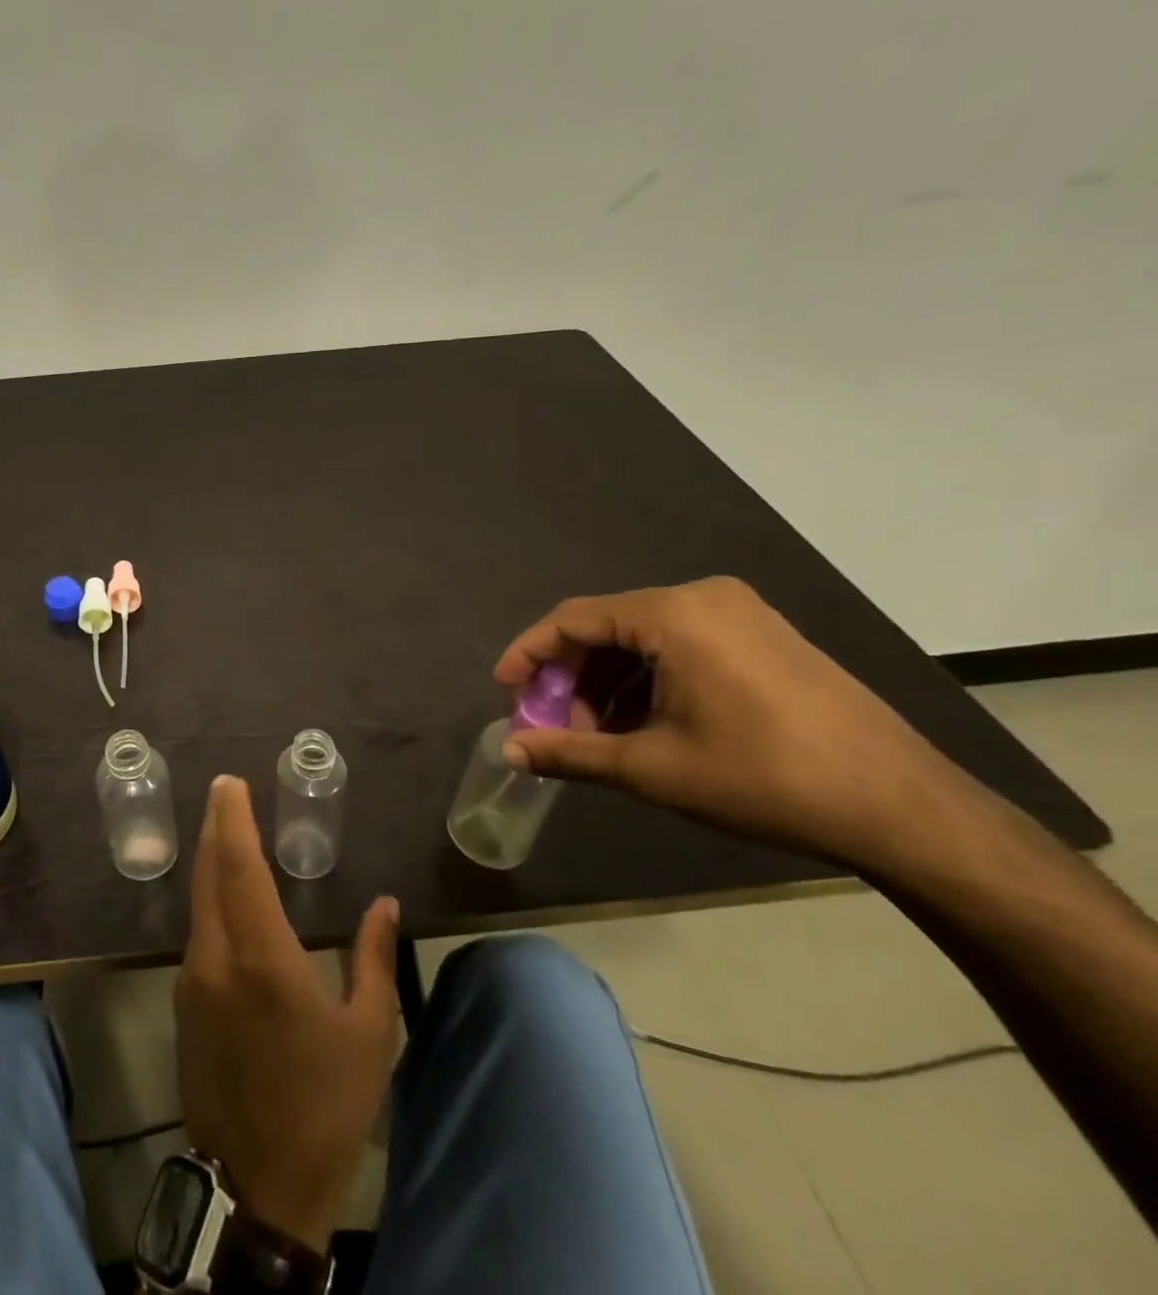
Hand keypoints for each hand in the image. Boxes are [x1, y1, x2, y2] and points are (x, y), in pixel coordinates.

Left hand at [175, 775, 399, 1253]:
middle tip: (225, 791)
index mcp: (262, 959)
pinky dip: (210, 899)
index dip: (233, 820)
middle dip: (216, 827)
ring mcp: (193, 982)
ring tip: (227, 831)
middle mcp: (216, 959)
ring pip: (198, 902)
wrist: (258, 1189)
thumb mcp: (368, 1033)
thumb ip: (375, 959)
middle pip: (209, 875)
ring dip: (211, 862)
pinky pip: (197, 933)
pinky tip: (226, 897)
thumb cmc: (324, 1106)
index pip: (239, 868)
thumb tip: (385, 904)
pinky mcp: (184, 1005)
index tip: (230, 784)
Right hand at [495, 577, 968, 867]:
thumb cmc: (763, 779)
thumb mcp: (651, 769)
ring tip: (600, 736)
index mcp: (673, 615)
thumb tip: (509, 752)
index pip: (572, 619)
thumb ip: (570, 753)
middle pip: (606, 627)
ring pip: (642, 638)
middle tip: (555, 726)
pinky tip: (644, 724)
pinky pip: (679, 645)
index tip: (505, 692)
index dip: (529, 654)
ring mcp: (740, 614)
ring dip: (608, 683)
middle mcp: (703, 598)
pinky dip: (646, 679)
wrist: (902, 808)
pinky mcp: (763, 636)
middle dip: (571, 677)